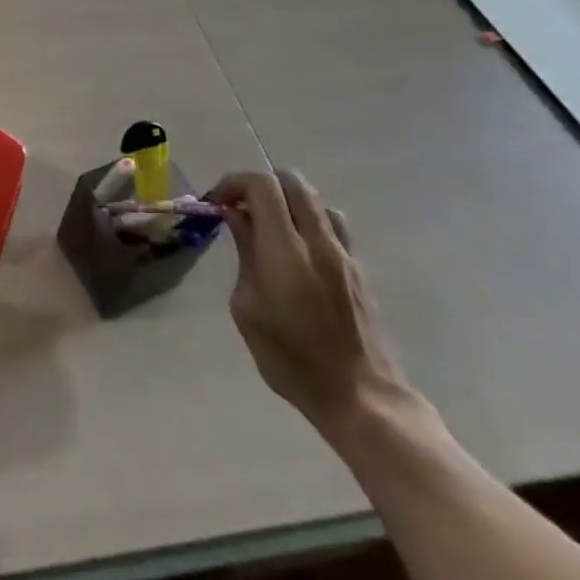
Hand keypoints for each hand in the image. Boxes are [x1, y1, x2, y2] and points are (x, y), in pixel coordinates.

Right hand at [210, 169, 416, 439]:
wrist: (362, 398)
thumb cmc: (291, 359)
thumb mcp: (247, 308)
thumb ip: (244, 254)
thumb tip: (236, 217)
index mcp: (285, 250)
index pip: (262, 185)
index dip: (234, 182)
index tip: (217, 201)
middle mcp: (318, 241)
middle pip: (291, 180)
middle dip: (259, 185)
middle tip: (239, 209)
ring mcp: (343, 253)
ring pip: (314, 198)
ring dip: (286, 200)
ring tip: (268, 227)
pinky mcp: (358, 268)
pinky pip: (332, 224)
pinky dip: (308, 220)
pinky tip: (296, 248)